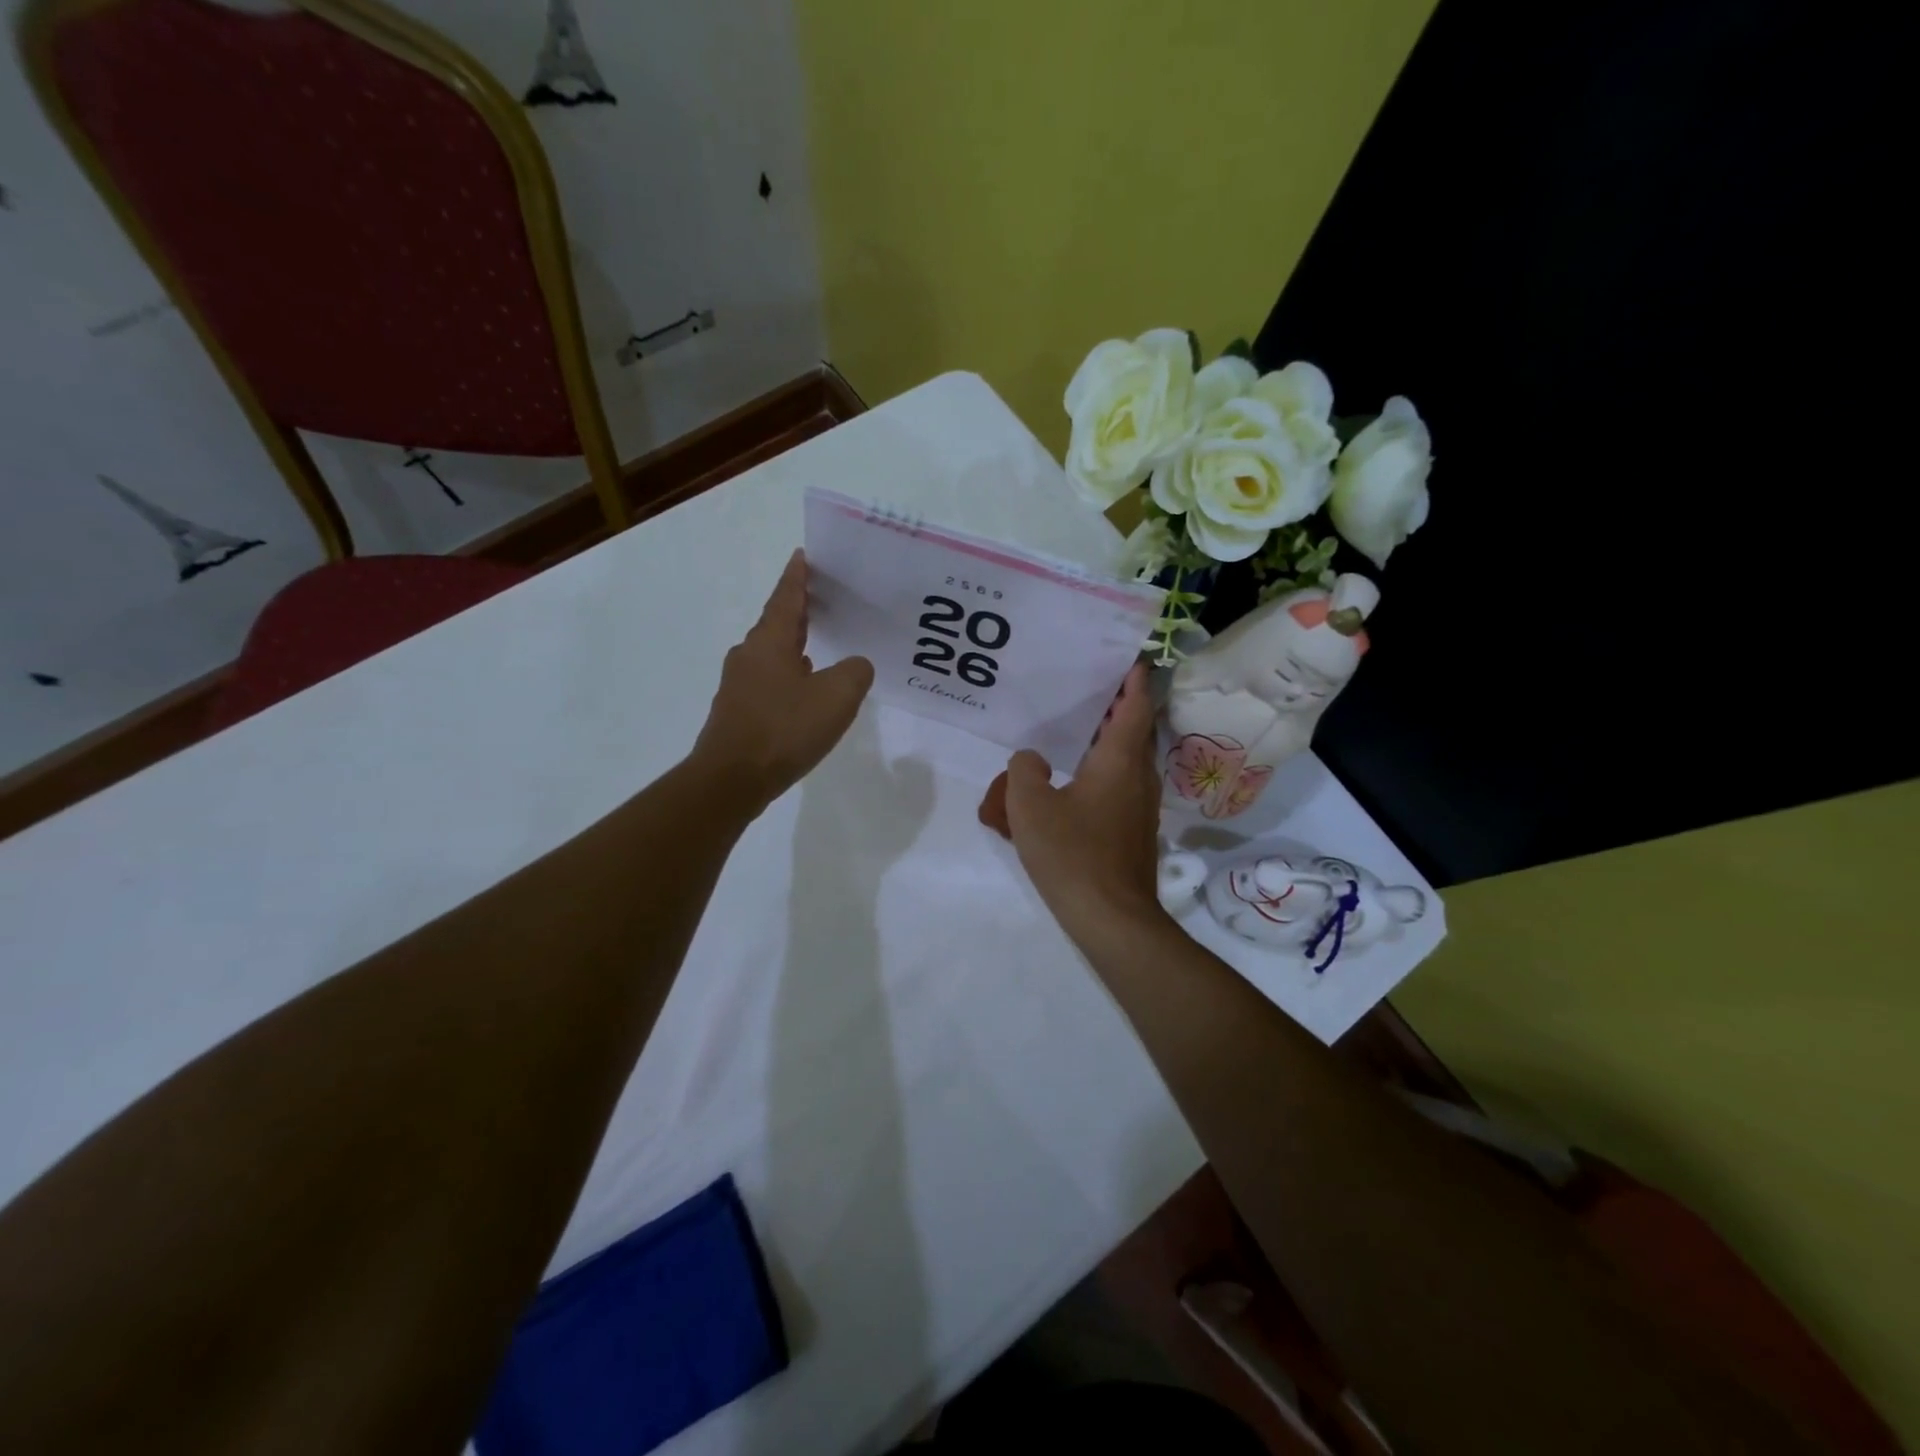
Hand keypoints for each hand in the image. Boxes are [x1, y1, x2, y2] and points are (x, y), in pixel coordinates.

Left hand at [692, 550, 873, 812]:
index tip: (803, 556)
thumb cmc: (784, 729)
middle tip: (823, 597)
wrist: (732, 779)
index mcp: (771, 641)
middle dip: (799, 609)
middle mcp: (750, 655)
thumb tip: (855, 666)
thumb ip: (855, 672)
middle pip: (778, 622)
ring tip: (820, 642)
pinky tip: (804, 689)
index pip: (787, 597)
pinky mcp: (738, 711)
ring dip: (795, 644)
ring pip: (772, 653)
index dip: (798, 576)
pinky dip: (789, 674)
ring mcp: (740, 684)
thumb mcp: (837, 697)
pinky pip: (769, 680)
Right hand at [978, 661, 1167, 946]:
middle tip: (1091, 690)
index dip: (1134, 680)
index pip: (1135, 707)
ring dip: (1111, 742)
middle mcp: (1138, 778)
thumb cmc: (1072, 853)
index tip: (1130, 659)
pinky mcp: (1135, 832)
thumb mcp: (1030, 805)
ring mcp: (1141, 808)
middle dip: (1119, 709)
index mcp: (1119, 761)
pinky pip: (1122, 787)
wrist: (1111, 917)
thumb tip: (1032, 760)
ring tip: (1078, 732)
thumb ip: (1025, 770)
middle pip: (1135, 731)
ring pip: (1130, 761)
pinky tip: (1075, 783)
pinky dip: (1105, 772)